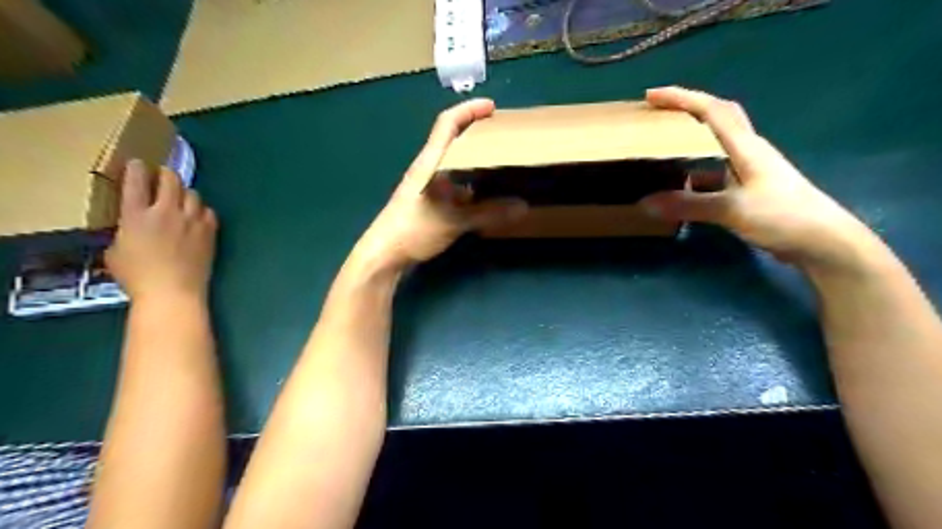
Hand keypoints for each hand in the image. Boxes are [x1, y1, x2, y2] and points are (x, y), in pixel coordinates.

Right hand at [107, 159, 217, 300]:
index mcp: (136, 215)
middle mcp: (166, 212)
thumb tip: (133, 227)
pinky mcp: (209, 231)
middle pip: (170, 180)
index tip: (137, 163)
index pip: (135, 182)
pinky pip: (208, 212)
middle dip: (166, 174)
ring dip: (185, 193)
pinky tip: (197, 217)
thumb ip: (124, 232)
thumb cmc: (137, 277)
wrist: (173, 291)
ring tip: (180, 198)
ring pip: (193, 193)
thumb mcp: (115, 251)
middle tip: (162, 175)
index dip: (136, 168)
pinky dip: (202, 210)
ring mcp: (192, 221)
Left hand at [354, 99, 526, 269]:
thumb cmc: (413, 230)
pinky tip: (483, 195)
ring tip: (499, 164)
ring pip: (453, 164)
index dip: (469, 110)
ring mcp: (426, 187)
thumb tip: (523, 207)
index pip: (447, 123)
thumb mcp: (454, 221)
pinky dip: (469, 183)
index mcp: (430, 163)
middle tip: (503, 137)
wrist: (383, 255)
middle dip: (476, 133)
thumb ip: (488, 213)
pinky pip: (453, 184)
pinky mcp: (427, 203)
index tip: (492, 107)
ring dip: (473, 160)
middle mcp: (428, 169)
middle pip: (452, 140)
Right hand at [636, 85, 880, 271]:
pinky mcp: (748, 188)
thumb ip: (689, 204)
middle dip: (687, 109)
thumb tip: (646, 204)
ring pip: (715, 145)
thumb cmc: (782, 216)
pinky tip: (679, 185)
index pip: (710, 111)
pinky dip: (695, 172)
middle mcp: (747, 151)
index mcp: (745, 146)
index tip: (652, 95)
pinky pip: (715, 171)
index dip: (681, 99)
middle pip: (717, 117)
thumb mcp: (732, 209)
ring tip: (662, 146)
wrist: (822, 241)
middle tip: (658, 113)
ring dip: (691, 140)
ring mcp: (749, 170)